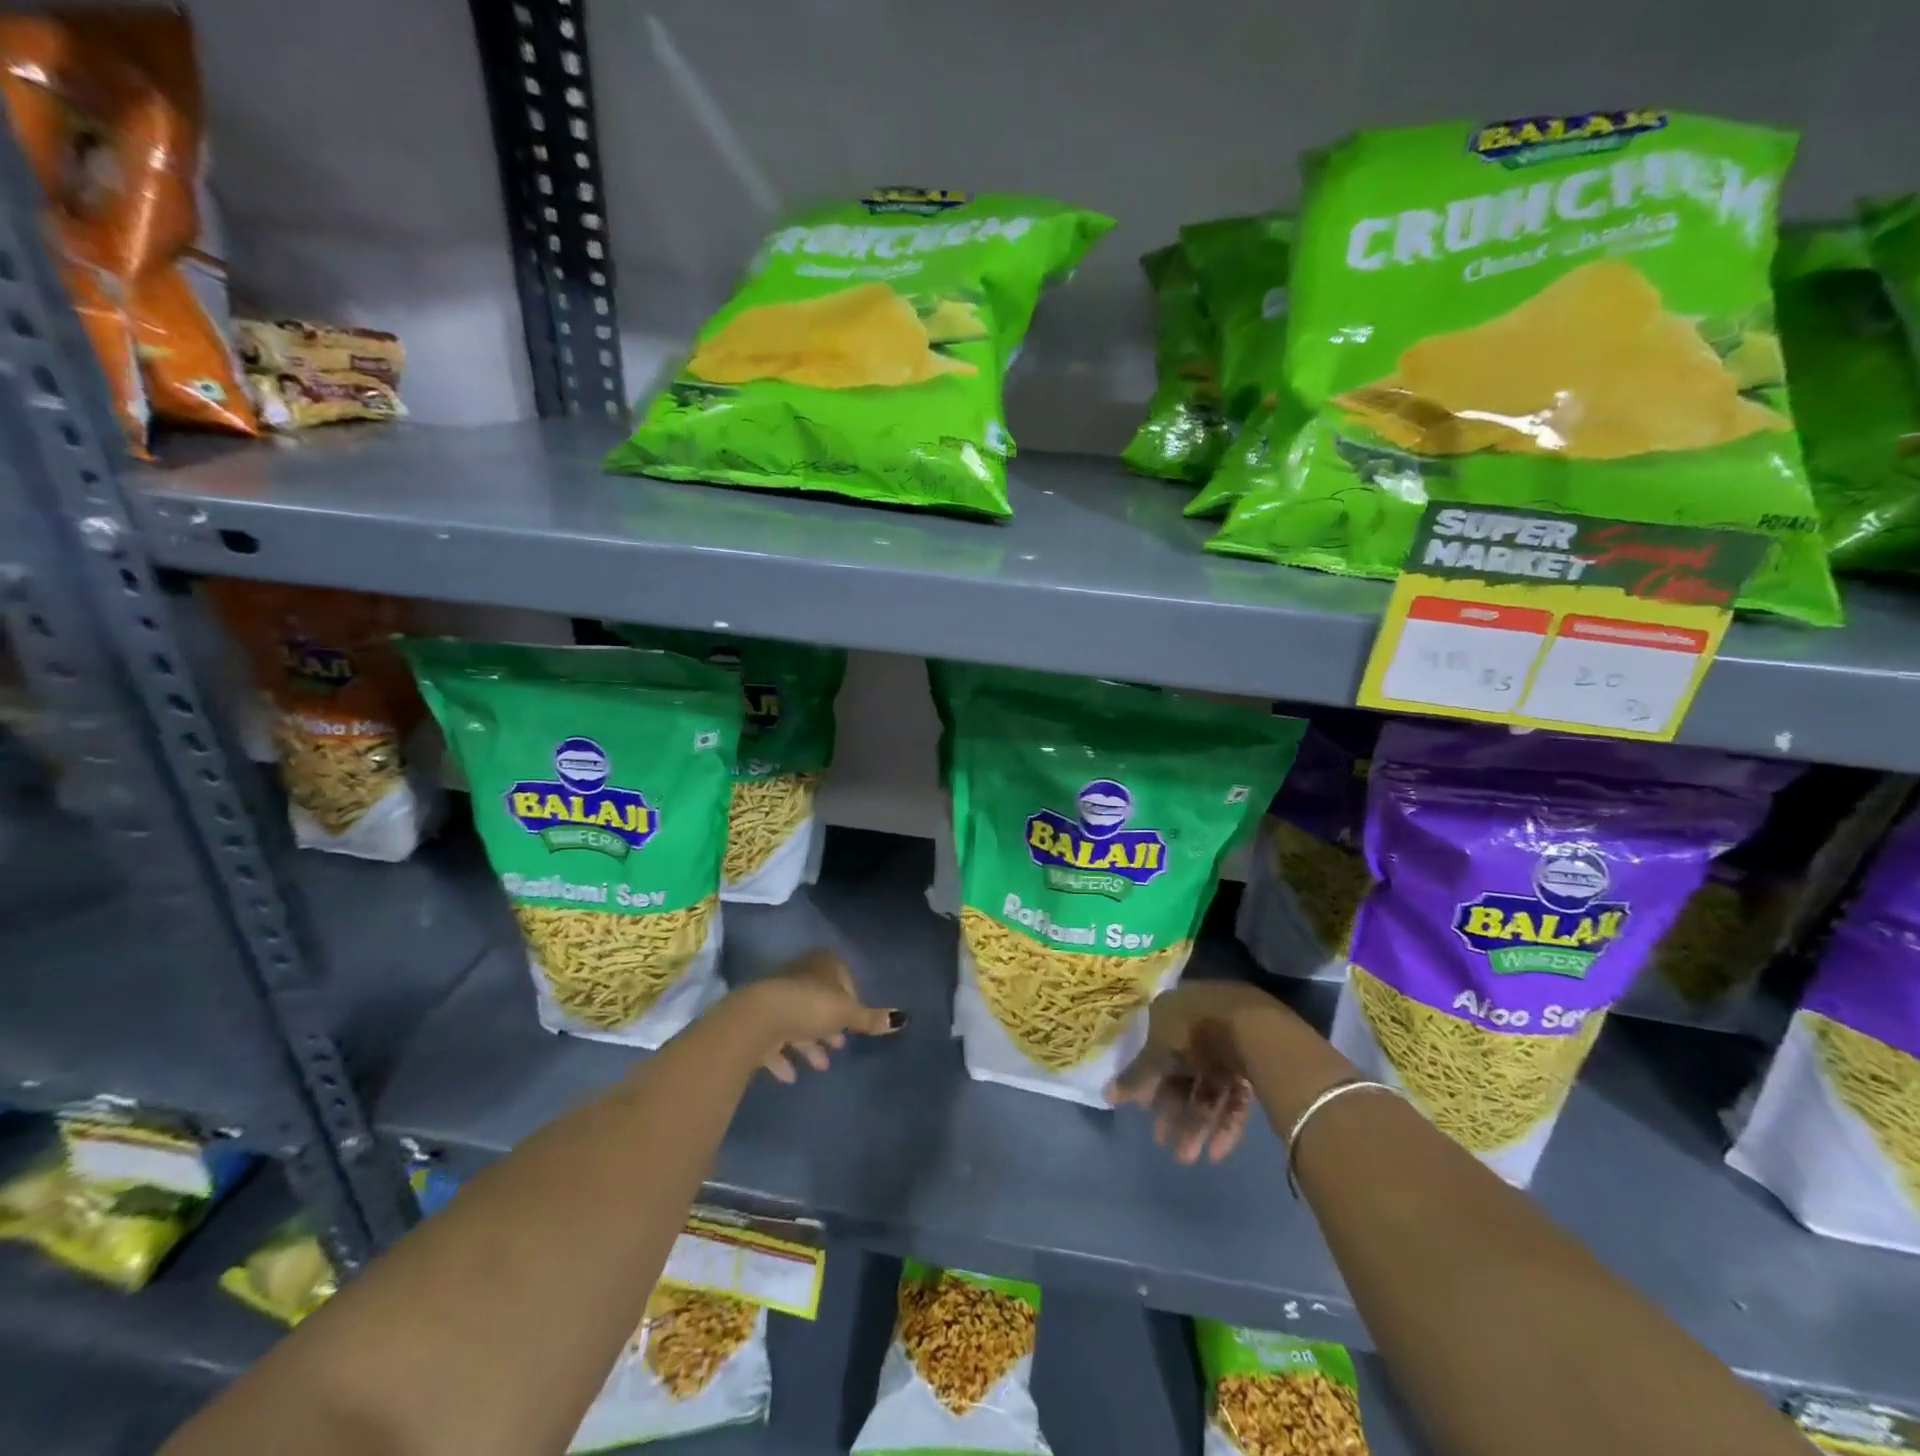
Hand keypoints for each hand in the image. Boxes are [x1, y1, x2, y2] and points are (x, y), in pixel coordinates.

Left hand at [734, 948, 900, 1083]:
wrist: (758, 1019)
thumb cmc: (810, 1006)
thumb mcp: (846, 1012)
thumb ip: (870, 1019)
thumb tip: (902, 1019)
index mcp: (822, 965)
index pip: (842, 977)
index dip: (851, 999)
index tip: (855, 1021)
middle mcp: (799, 976)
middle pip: (819, 1000)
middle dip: (829, 1024)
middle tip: (840, 1045)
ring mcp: (777, 998)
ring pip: (798, 1021)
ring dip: (810, 1044)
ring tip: (822, 1066)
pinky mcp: (758, 1022)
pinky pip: (776, 1040)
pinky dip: (784, 1057)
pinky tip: (791, 1077)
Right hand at [1107, 981, 1290, 1163]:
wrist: (1255, 1029)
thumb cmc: (1193, 1032)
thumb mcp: (1157, 1054)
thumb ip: (1135, 1076)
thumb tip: (1106, 1094)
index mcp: (1174, 1012)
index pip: (1158, 1051)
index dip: (1151, 1084)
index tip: (1145, 1112)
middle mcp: (1200, 1024)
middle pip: (1184, 1073)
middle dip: (1174, 1112)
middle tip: (1166, 1145)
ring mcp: (1229, 1044)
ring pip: (1209, 1088)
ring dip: (1197, 1124)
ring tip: (1188, 1158)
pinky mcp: (1254, 1063)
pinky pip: (1234, 1095)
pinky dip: (1225, 1122)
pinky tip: (1217, 1152)